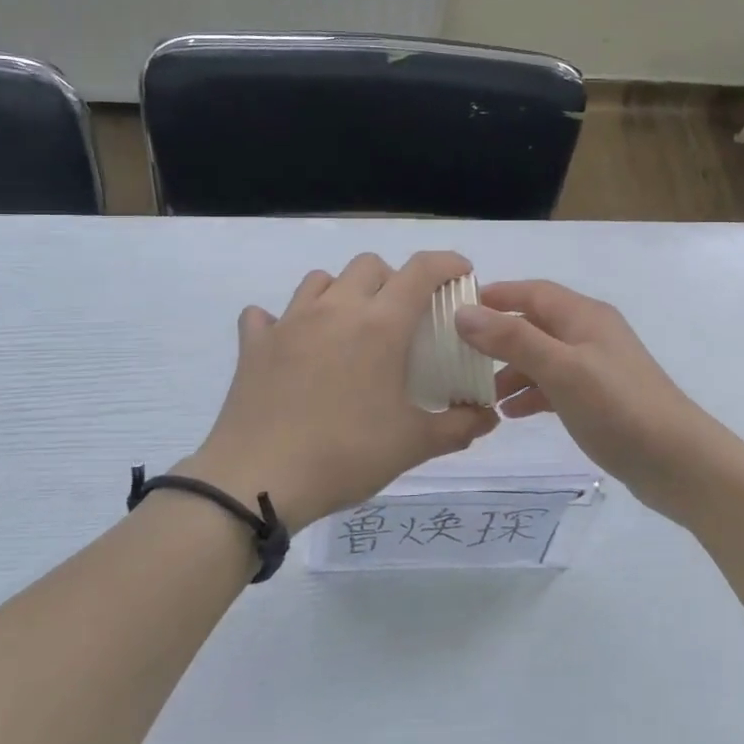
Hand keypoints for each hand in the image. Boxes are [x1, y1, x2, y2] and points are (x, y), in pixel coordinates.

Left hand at [180, 252, 497, 531]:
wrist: (257, 480)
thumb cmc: (345, 455)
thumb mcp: (413, 445)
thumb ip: (458, 426)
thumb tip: (488, 416)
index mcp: (380, 325)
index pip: (421, 270)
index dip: (447, 263)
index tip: (461, 273)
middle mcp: (336, 309)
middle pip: (369, 265)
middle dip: (393, 278)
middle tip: (401, 315)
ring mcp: (290, 322)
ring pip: (321, 280)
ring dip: (342, 291)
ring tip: (349, 326)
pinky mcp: (255, 344)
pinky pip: (266, 315)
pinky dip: (282, 321)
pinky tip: (291, 345)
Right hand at [455, 281, 743, 520]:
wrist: (679, 463)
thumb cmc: (619, 407)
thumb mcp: (562, 369)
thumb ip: (513, 339)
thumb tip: (464, 312)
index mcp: (584, 316)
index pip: (532, 292)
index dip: (496, 296)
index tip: (455, 310)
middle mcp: (589, 334)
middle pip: (534, 324)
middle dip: (497, 337)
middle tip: (458, 356)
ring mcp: (596, 368)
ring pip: (542, 358)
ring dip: (511, 370)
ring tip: (478, 393)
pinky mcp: (599, 399)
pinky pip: (555, 386)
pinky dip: (531, 394)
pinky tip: (510, 414)